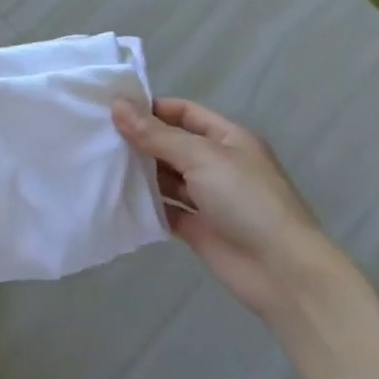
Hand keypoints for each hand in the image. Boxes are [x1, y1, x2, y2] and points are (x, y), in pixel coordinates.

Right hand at [113, 97, 340, 321]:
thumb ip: (156, 134)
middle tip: (97, 137)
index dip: (151, 109)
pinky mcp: (198, 228)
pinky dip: (145, 205)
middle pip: (172, 144)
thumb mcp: (201, 157)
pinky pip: (165, 210)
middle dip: (139, 141)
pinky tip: (115, 198)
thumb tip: (117, 105)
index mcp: (228, 139)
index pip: (184, 112)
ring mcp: (208, 198)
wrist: (282, 272)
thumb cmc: (246, 200)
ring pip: (166, 178)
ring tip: (99, 165)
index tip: (112, 110)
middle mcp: (218, 164)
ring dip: (139, 173)